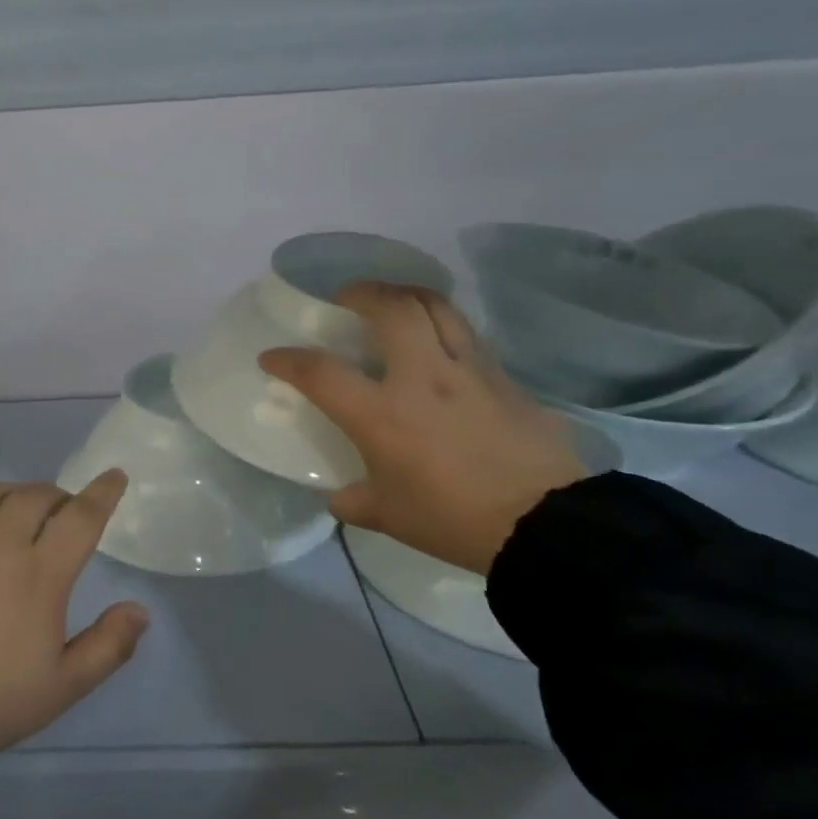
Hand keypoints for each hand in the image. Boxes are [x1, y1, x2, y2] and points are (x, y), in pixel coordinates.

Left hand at [0, 472, 149, 755]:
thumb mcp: (62, 686)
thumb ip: (108, 646)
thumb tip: (140, 610)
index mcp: (40, 574)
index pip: (80, 517)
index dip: (102, 492)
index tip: (114, 476)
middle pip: (35, 496)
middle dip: (58, 495)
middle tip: (63, 511)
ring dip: (13, 492)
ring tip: (18, 506)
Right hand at [260, 284, 587, 575]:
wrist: (545, 525)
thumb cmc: (453, 521)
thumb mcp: (389, 516)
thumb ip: (354, 500)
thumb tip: (340, 495)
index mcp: (382, 414)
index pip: (320, 372)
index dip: (288, 360)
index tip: (272, 356)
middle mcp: (422, 378)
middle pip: (390, 308)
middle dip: (360, 293)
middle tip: (347, 300)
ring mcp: (468, 371)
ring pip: (436, 306)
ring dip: (406, 295)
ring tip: (393, 304)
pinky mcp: (503, 377)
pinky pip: (467, 335)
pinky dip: (443, 327)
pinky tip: (439, 346)